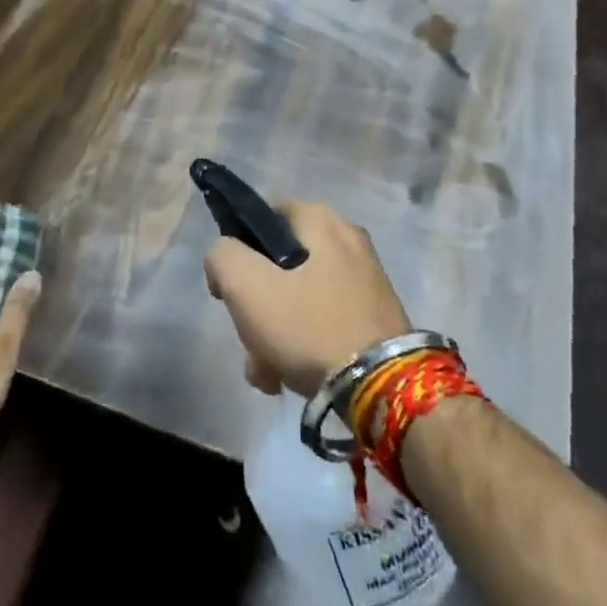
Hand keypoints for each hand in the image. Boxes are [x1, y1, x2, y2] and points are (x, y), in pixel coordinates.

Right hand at [204, 201, 411, 397]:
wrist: (383, 389)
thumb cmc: (311, 326)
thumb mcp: (248, 286)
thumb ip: (223, 257)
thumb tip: (225, 257)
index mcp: (321, 219)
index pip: (263, 216)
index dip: (237, 249)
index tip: (229, 289)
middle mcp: (347, 239)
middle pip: (279, 265)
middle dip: (257, 308)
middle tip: (251, 341)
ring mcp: (365, 280)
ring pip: (298, 298)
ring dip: (275, 335)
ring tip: (268, 373)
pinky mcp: (374, 316)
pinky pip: (324, 321)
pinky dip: (304, 346)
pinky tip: (291, 379)